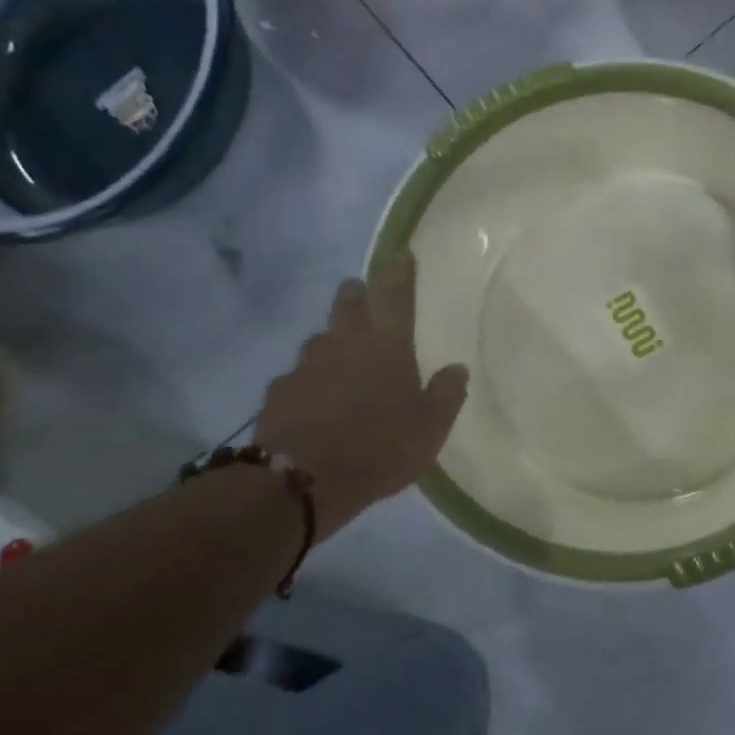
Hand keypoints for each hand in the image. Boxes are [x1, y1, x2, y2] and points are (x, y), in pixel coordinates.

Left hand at [257, 255, 467, 534]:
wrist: (304, 480)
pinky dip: (307, 382)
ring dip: (331, 343)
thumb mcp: (431, 428)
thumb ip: (447, 394)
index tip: (400, 254)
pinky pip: (296, 377)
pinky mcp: (278, 392)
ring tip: (340, 362)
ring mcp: (306, 365)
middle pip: (348, 303)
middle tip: (362, 295)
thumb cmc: (380, 447)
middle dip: (356, 294)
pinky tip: (313, 402)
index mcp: (387, 346)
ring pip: (319, 340)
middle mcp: (344, 343)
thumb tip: (457, 369)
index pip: (395, 295)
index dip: (399, 272)